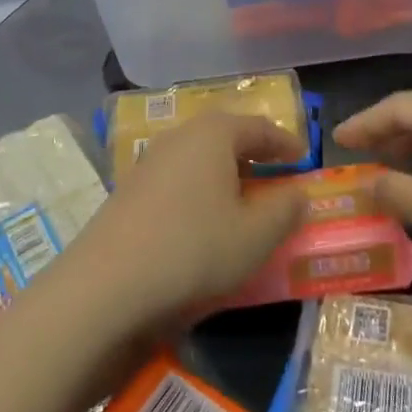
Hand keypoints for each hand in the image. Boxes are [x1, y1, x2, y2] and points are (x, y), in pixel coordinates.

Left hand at [68, 112, 306, 328]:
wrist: (107, 285)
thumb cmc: (194, 249)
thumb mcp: (256, 236)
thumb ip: (285, 210)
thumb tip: (298, 192)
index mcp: (213, 134)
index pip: (259, 127)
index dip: (285, 142)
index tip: (304, 157)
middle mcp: (180, 136)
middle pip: (225, 135)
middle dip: (253, 152)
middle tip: (276, 172)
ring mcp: (149, 161)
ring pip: (199, 156)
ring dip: (225, 171)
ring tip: (244, 197)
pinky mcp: (130, 189)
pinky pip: (178, 177)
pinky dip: (200, 188)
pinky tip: (204, 217)